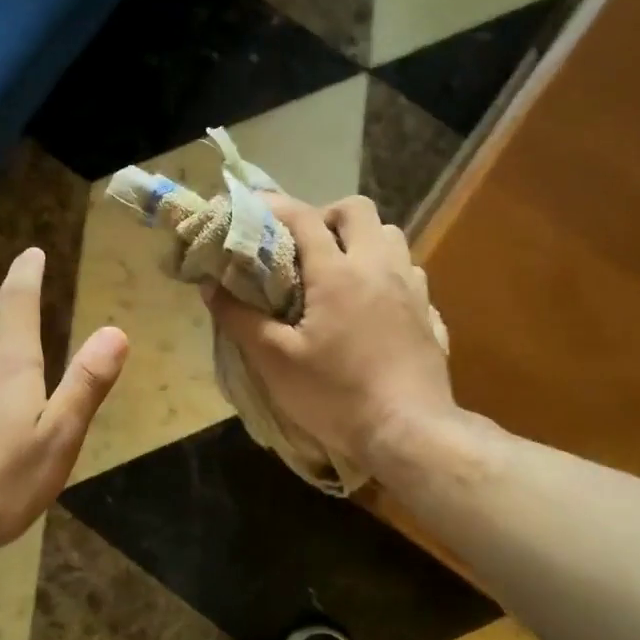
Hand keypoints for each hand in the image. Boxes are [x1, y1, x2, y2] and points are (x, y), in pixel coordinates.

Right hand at [204, 195, 453, 473]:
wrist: (408, 433)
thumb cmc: (336, 396)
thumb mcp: (275, 362)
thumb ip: (240, 319)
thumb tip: (209, 286)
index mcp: (338, 273)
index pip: (304, 217)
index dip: (276, 206)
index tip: (253, 207)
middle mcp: (379, 268)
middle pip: (358, 210)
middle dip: (327, 216)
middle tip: (304, 246)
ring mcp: (412, 290)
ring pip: (392, 237)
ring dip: (362, 241)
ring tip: (339, 272)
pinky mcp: (430, 315)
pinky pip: (410, 275)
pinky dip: (388, 275)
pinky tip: (373, 307)